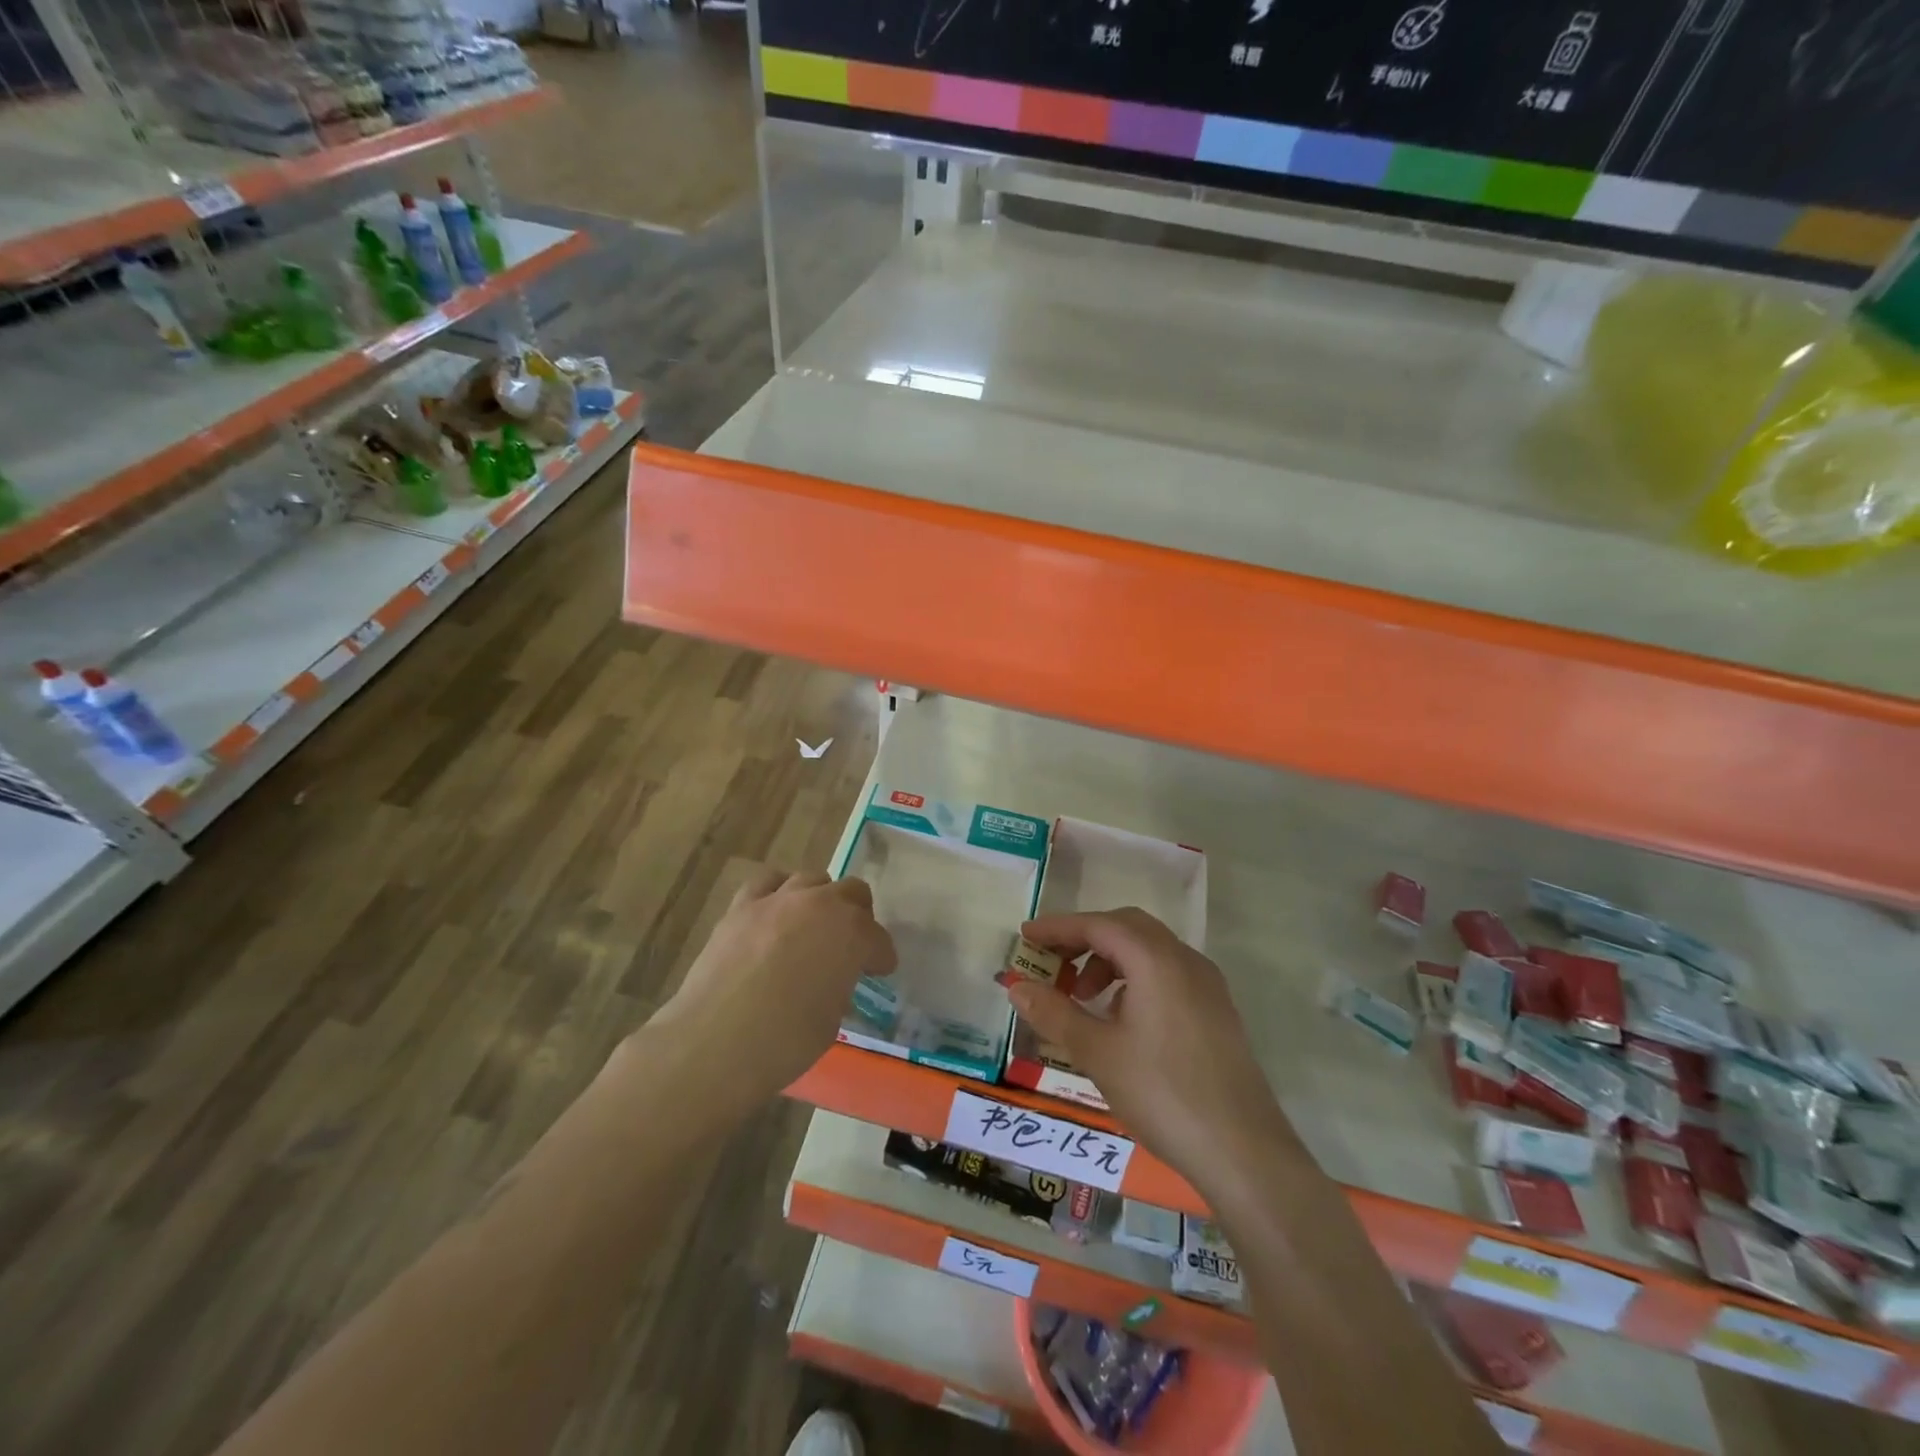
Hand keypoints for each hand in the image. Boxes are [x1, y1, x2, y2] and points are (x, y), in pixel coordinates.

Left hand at [650, 868, 895, 1107]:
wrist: (714, 1043)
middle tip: (851, 945)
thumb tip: (831, 980)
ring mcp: (778, 900)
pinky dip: (778, 892)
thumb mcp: (831, 1019)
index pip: (878, 939)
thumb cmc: (784, 1042)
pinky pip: (767, 882)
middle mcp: (820, 905)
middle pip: (852, 892)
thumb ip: (839, 985)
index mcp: (852, 934)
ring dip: (820, 899)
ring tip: (813, 925)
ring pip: (812, 879)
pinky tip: (775, 913)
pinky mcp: (741, 906)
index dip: (881, 957)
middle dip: (858, 916)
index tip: (878, 972)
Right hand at [1009, 908, 1296, 1200]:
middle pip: (1127, 928)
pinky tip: (1120, 1018)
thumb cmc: (1162, 1094)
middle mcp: (1185, 960)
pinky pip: (1167, 973)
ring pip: (1149, 950)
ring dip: (1110, 960)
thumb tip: (1016, 985)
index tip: (1026, 936)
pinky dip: (1135, 978)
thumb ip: (1054, 1012)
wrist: (1244, 1153)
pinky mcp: (1216, 1011)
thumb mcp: (1097, 1052)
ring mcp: (1207, 985)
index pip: (1099, 925)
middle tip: (1052, 963)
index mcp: (1156, 960)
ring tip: (1083, 998)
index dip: (1058, 927)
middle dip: (1085, 939)